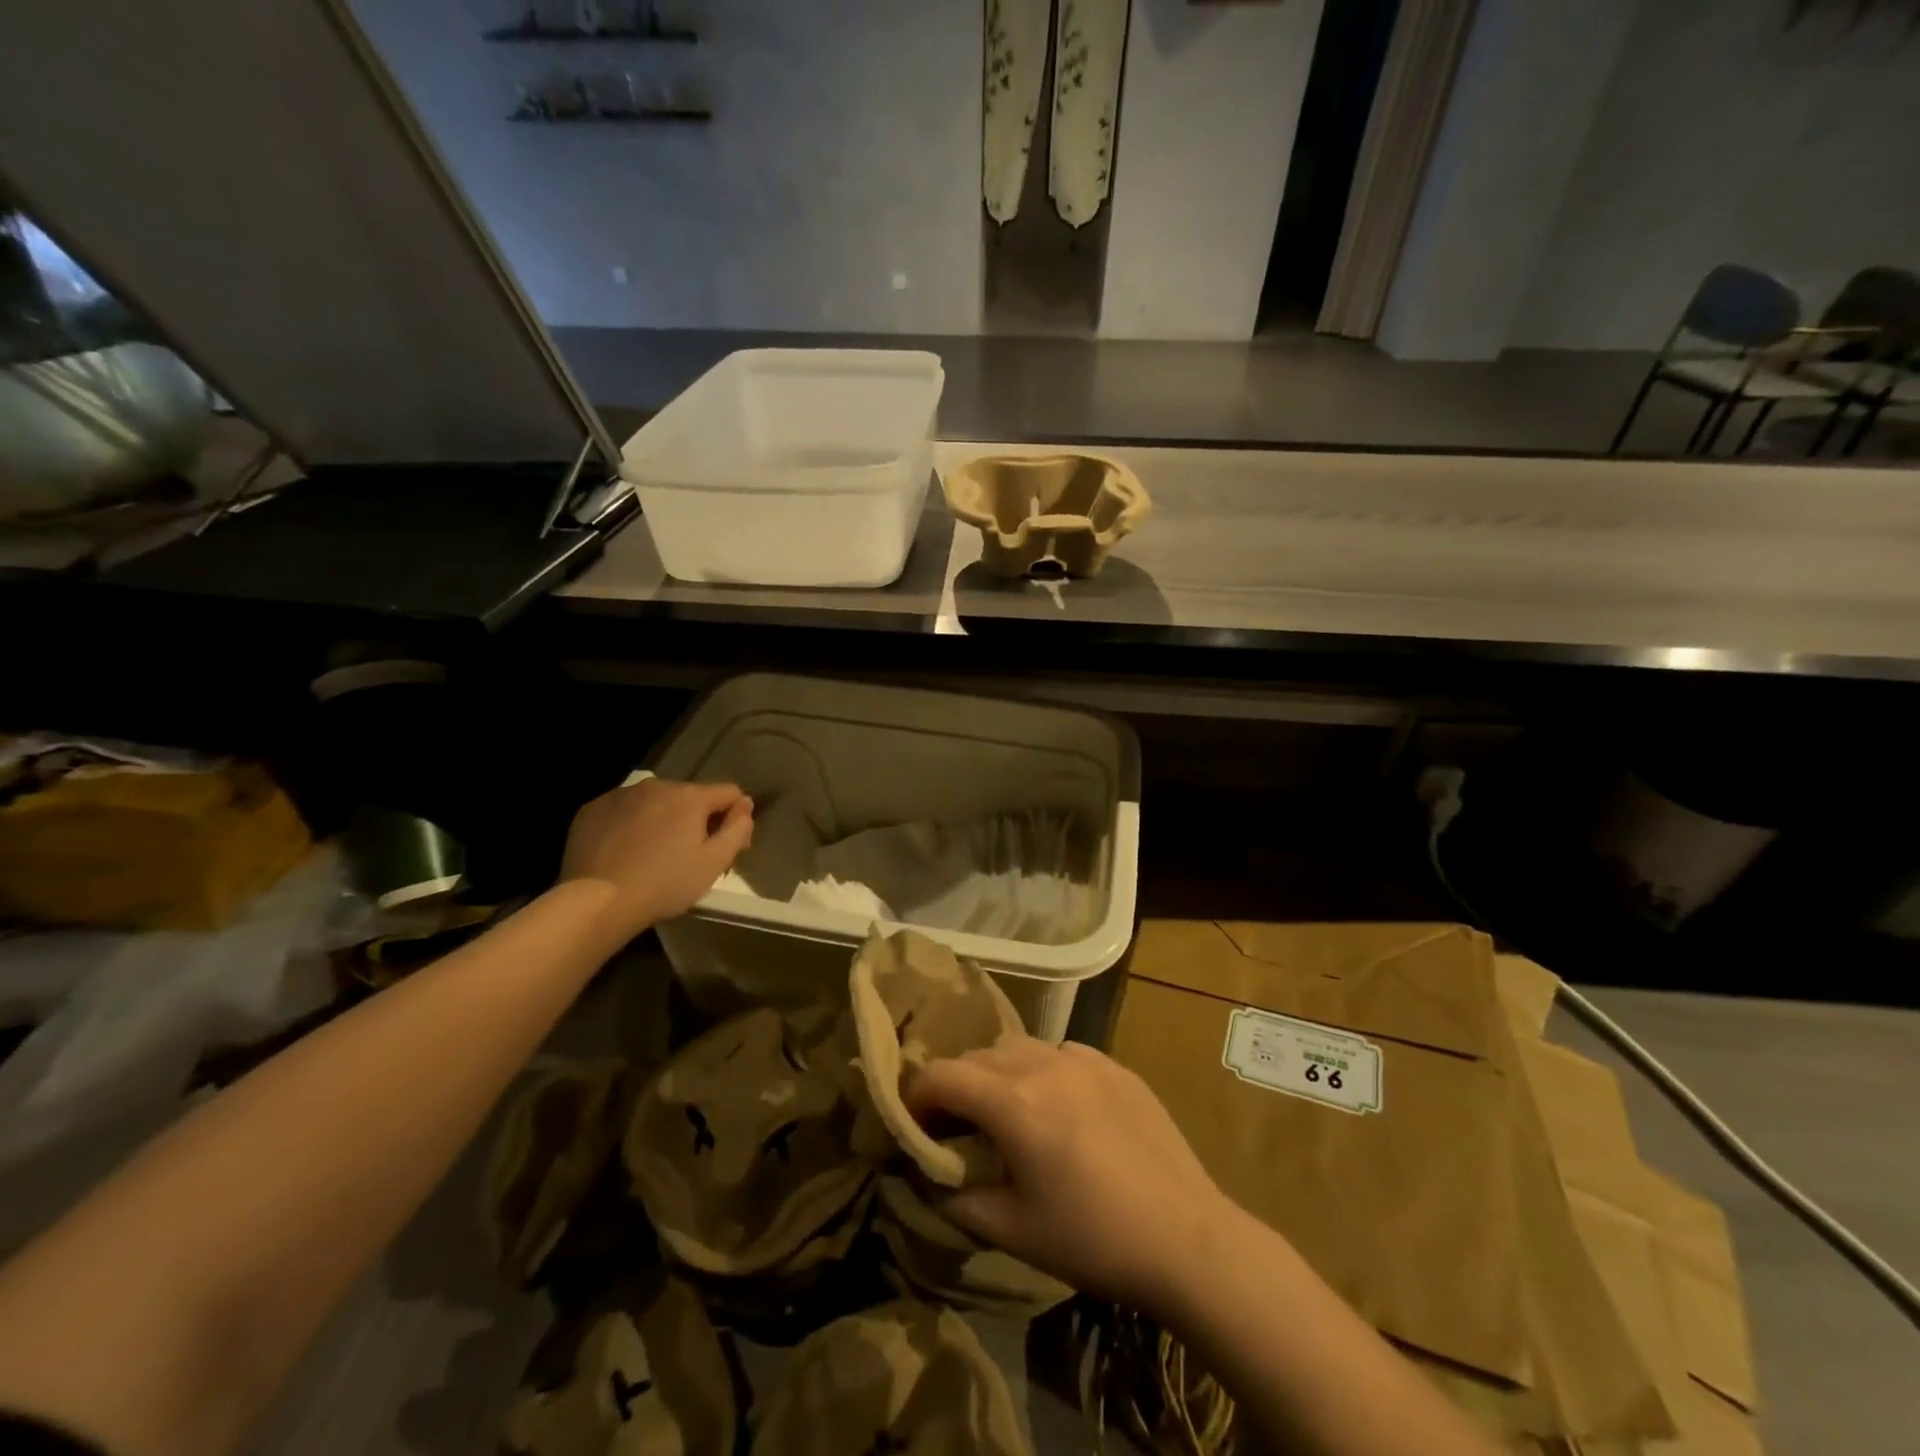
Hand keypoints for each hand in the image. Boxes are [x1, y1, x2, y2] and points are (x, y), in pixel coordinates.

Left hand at [559, 778, 752, 941]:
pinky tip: (624, 850)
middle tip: (688, 856)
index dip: (735, 817)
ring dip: (662, 819)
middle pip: (690, 796)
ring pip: (655, 801)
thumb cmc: (664, 884)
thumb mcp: (714, 863)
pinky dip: (630, 824)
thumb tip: (745, 805)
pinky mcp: (592, 808)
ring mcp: (621, 795)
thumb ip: (738, 829)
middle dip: (695, 819)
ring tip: (653, 853)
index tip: (725, 846)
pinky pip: (623, 810)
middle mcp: (657, 785)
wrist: (597, 902)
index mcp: (690, 796)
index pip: (729, 793)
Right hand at [905, 1036, 1233, 1317]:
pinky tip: (1058, 1107)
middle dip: (956, 1085)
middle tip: (957, 1126)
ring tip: (1007, 1111)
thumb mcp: (1014, 1231)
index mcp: (1014, 1102)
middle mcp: (1044, 1063)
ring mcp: (1084, 1058)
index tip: (915, 1125)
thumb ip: (959, 1199)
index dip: (918, 1097)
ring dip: (998, 1072)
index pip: (943, 1075)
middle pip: (978, 1056)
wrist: (1187, 1237)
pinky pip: (1061, 1052)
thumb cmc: (1093, 1238)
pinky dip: (1042, 1070)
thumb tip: (932, 1178)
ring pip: (1019, 1046)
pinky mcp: (1114, 1064)